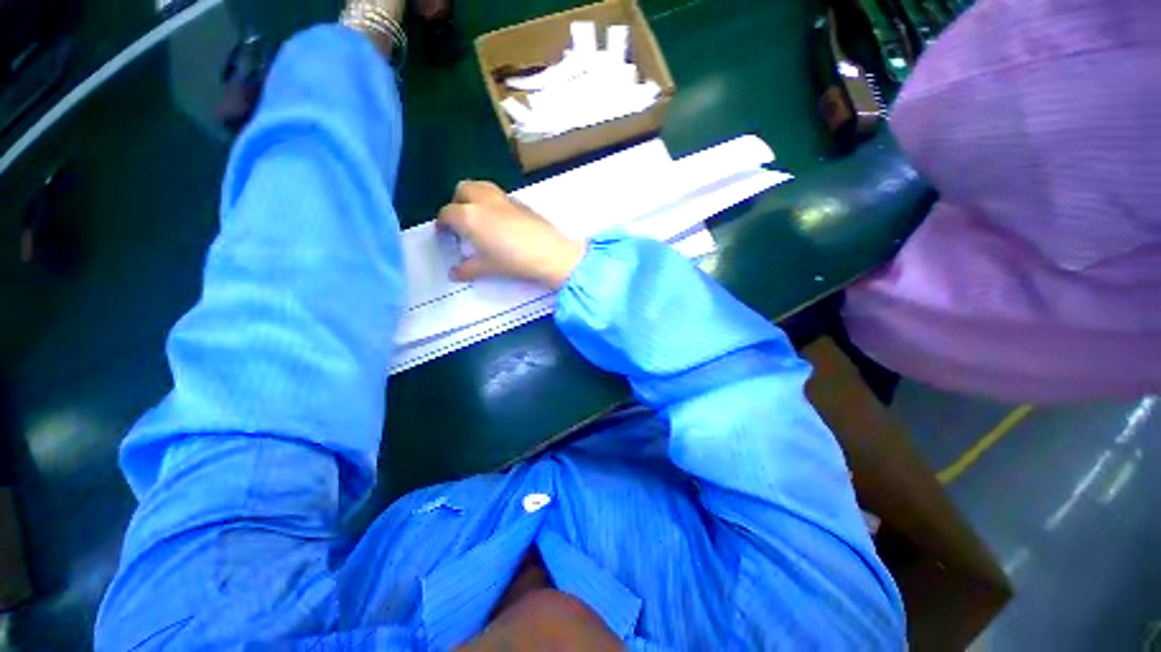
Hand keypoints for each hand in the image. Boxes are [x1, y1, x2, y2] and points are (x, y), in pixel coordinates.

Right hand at [437, 181, 585, 288]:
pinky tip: (502, 221)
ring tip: (480, 217)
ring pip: (482, 186)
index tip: (444, 234)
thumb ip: (467, 269)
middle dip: (457, 201)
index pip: (447, 213)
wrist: (549, 253)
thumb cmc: (513, 261)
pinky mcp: (521, 202)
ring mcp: (504, 199)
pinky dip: (493, 202)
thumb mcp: (488, 268)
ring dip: (475, 196)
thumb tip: (453, 273)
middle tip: (461, 221)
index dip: (443, 223)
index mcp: (469, 216)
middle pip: (462, 189)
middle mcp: (483, 201)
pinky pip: (500, 195)